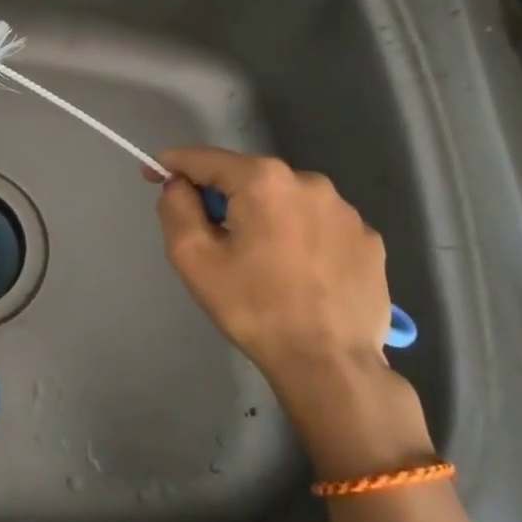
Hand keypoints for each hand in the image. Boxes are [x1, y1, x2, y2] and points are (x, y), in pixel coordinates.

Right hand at [152, 148, 394, 399]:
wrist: (330, 364)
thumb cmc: (252, 306)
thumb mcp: (193, 257)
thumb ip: (176, 207)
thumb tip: (179, 185)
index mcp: (263, 180)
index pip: (205, 158)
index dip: (172, 165)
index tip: (152, 175)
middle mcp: (309, 181)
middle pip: (248, 178)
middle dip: (223, 198)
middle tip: (211, 238)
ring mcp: (346, 210)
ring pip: (285, 201)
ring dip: (263, 217)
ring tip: (259, 261)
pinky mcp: (369, 240)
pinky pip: (318, 225)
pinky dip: (299, 237)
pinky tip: (297, 273)